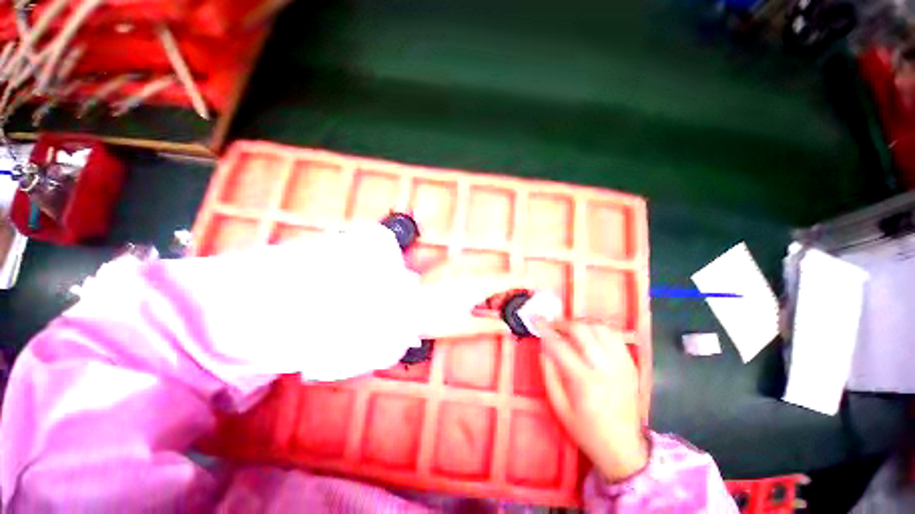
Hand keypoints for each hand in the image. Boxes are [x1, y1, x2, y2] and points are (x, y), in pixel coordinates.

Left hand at [414, 258, 527, 339]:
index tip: (534, 287)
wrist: (401, 304)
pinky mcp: (448, 263)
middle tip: (503, 306)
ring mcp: (458, 264)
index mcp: (477, 285)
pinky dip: (478, 279)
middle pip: (498, 274)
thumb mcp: (463, 327)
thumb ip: (490, 326)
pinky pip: (472, 268)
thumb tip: (508, 327)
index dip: (524, 282)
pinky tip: (469, 292)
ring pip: (485, 270)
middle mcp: (470, 269)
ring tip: (483, 303)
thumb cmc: (432, 318)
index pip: (509, 279)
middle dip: (506, 287)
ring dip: (491, 284)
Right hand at [534, 320, 648, 481]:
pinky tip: (591, 335)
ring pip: (600, 328)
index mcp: (584, 380)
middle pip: (582, 330)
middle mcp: (604, 367)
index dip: (545, 330)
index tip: (537, 323)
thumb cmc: (587, 430)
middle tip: (553, 327)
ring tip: (571, 329)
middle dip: (563, 323)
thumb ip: (549, 375)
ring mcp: (621, 364)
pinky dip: (600, 329)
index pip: (560, 345)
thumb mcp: (559, 408)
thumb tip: (543, 349)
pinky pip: (615, 336)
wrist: (624, 448)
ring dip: (582, 323)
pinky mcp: (631, 365)